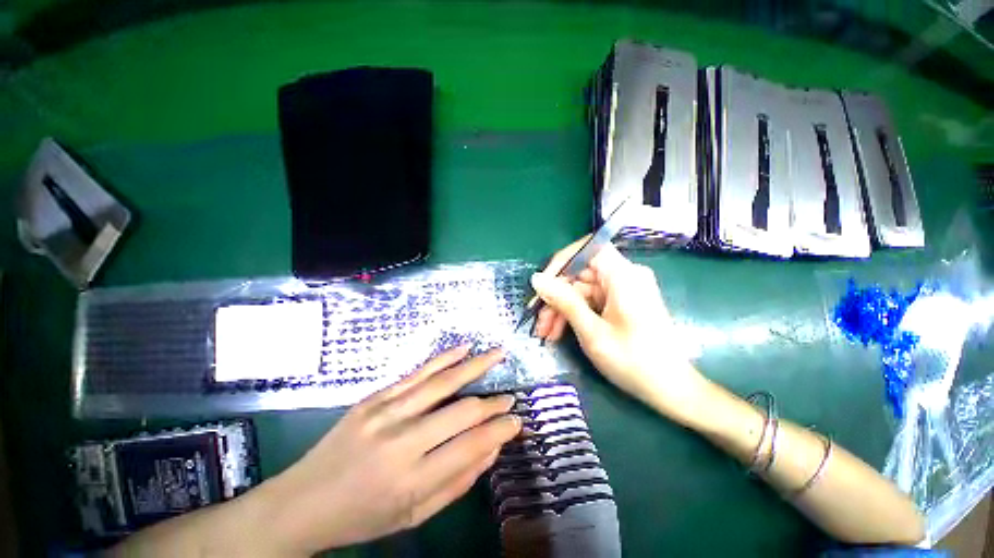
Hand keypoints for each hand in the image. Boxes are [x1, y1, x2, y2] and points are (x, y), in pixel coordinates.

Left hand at [254, 346, 521, 554]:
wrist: (302, 501)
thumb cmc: (362, 517)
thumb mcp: (414, 516)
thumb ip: (458, 482)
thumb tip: (492, 448)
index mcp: (411, 479)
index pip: (471, 445)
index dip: (500, 430)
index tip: (518, 421)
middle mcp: (401, 441)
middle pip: (461, 411)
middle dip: (493, 403)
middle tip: (510, 398)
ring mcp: (386, 412)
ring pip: (442, 381)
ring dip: (475, 365)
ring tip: (498, 353)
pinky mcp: (375, 397)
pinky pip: (417, 372)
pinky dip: (444, 359)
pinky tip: (464, 349)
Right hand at [530, 239, 709, 422]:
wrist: (671, 389)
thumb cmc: (633, 361)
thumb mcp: (592, 331)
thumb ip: (564, 301)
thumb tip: (537, 279)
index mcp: (623, 275)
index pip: (587, 249)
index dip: (561, 262)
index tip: (543, 284)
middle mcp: (625, 276)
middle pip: (581, 274)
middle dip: (556, 296)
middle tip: (538, 321)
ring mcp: (624, 290)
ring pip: (582, 290)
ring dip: (562, 309)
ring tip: (545, 333)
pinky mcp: (622, 303)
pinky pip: (592, 301)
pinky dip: (575, 315)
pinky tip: (559, 332)